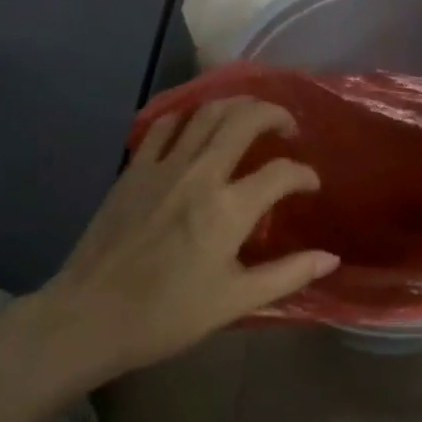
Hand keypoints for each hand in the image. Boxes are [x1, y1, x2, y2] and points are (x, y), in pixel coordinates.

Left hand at [39, 97, 338, 373]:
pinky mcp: (134, 168)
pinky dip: (189, 117)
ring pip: (206, 112)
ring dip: (236, 106)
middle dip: (274, 114)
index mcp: (228, 209)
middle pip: (245, 119)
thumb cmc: (167, 314)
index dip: (304, 175)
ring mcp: (163, 165)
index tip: (310, 186)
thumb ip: (287, 275)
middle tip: (287, 128)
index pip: (282, 172)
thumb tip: (330, 258)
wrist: (90, 316)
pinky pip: (165, 125)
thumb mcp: (235, 301)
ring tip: (250, 118)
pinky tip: (197, 128)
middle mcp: (200, 174)